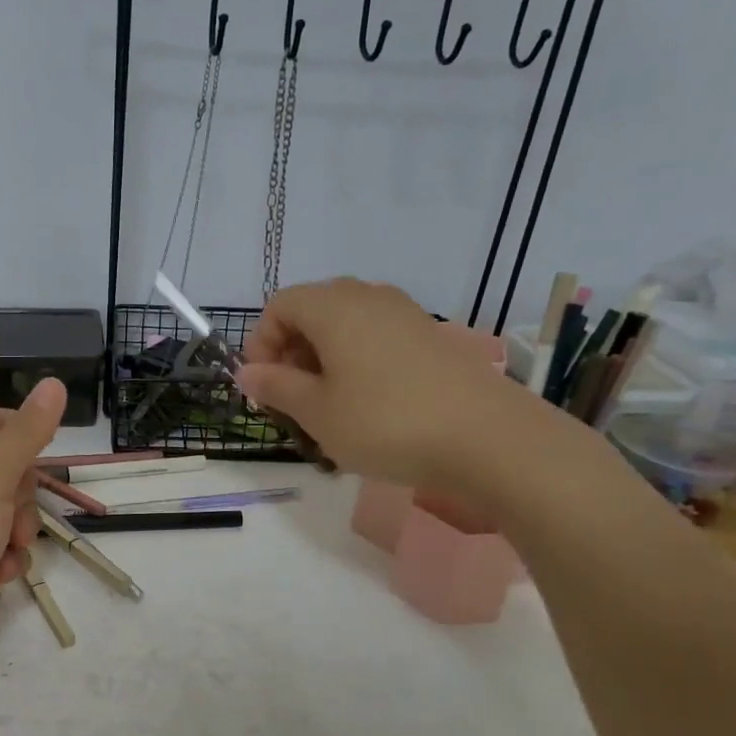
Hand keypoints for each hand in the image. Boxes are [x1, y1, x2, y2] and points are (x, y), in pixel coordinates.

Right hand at [236, 277, 557, 504]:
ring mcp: (405, 315)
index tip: (264, 387)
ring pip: (346, 325)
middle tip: (292, 398)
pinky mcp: (431, 337)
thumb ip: (276, 386)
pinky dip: (357, 362)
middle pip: (312, 311)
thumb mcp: (317, 412)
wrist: (488, 438)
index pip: (280, 306)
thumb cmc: (385, 422)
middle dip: (291, 352)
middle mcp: (369, 298)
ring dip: (324, 359)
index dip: (261, 343)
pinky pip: (377, 337)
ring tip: (328, 405)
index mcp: (334, 307)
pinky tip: (368, 404)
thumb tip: (246, 372)